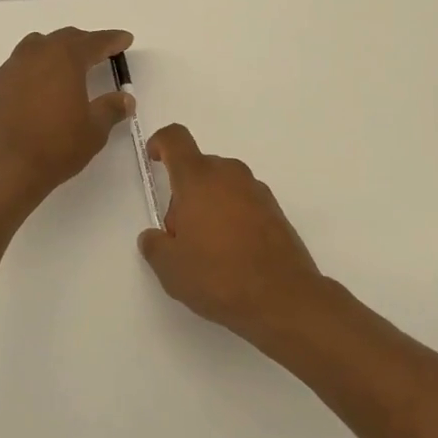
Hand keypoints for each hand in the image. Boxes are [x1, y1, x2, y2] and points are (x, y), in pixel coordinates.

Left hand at [0, 28, 134, 208]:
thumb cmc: (55, 146)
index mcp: (65, 58)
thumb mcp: (94, 130)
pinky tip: (40, 89)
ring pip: (37, 47)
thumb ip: (111, 109)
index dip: (112, 40)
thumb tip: (125, 99)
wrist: (2, 169)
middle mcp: (36, 54)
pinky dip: (36, 70)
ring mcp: (11, 69)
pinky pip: (20, 67)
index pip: (94, 41)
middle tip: (100, 52)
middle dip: (85, 42)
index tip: (125, 39)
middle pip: (64, 38)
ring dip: (56, 51)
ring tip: (68, 66)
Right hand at [137, 124, 325, 344]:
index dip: (161, 143)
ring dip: (209, 205)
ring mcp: (256, 190)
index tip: (154, 159)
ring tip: (208, 250)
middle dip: (184, 194)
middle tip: (180, 235)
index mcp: (198, 178)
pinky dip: (233, 217)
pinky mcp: (275, 210)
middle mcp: (229, 174)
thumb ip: (154, 246)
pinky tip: (233, 254)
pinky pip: (243, 201)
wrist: (283, 298)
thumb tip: (154, 237)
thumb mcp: (171, 268)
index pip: (176, 139)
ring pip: (222, 185)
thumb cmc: (219, 276)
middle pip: (198, 168)